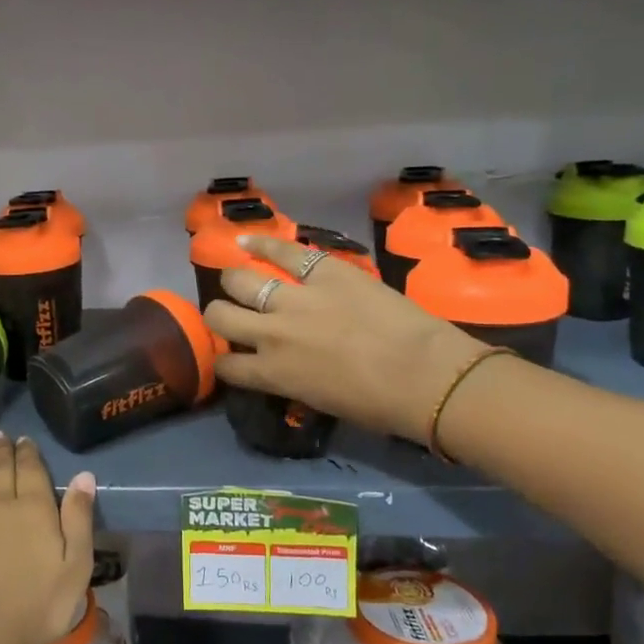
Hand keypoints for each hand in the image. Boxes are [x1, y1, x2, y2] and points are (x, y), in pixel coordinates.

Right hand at [202, 235, 487, 443]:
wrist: (424, 374)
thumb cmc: (378, 404)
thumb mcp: (320, 401)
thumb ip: (290, 379)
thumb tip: (284, 367)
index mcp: (272, 374)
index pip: (225, 365)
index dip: (223, 359)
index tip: (231, 355)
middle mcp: (271, 335)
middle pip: (220, 316)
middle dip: (219, 314)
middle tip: (234, 313)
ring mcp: (295, 299)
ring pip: (240, 280)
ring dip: (236, 281)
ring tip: (241, 280)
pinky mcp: (324, 271)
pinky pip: (283, 251)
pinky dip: (261, 243)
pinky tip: (245, 240)